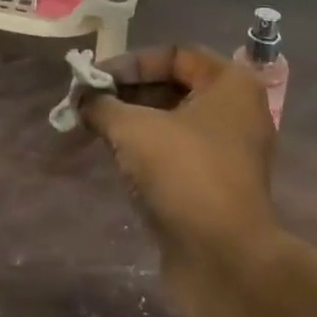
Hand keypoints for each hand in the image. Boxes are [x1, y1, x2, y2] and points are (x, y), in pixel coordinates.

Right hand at [81, 45, 281, 316]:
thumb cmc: (184, 174)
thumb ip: (103, 105)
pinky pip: (176, 153)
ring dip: (132, 121)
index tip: (94, 79)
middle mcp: (236, 111)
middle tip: (87, 103)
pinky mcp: (216, 185)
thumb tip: (81, 98)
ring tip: (94, 127)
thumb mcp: (134, 129)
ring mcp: (228, 151)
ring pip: (172, 122)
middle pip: (173, 86)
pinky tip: (115, 157)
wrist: (225, 261)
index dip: (130, 63)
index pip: (174, 55)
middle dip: (127, 93)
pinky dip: (146, 150)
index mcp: (230, 84)